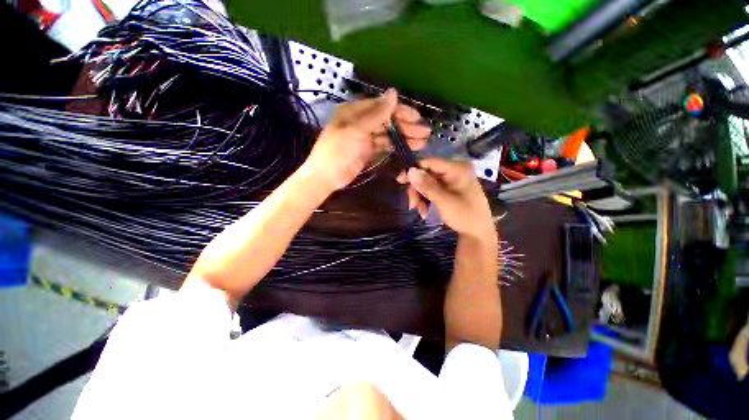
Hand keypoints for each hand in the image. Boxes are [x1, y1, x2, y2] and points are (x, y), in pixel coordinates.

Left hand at [304, 89, 429, 190]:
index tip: (418, 118)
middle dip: (406, 126)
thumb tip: (394, 92)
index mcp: (355, 111)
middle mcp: (361, 121)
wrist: (325, 177)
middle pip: (387, 120)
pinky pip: (384, 145)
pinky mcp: (367, 151)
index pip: (383, 106)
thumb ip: (376, 114)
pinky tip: (408, 148)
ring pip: (388, 134)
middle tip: (425, 133)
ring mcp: (364, 137)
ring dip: (404, 137)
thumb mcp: (355, 131)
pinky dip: (395, 146)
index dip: (401, 111)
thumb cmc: (337, 152)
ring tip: (421, 142)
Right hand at [397, 158, 494, 238]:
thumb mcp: (444, 201)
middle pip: (427, 174)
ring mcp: (452, 180)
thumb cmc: (464, 216)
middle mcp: (454, 171)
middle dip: (417, 190)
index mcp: (457, 169)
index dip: (413, 170)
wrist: (478, 233)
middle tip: (412, 205)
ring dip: (420, 197)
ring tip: (420, 211)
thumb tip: (410, 170)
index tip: (400, 181)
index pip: (430, 163)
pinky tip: (425, 211)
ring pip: (427, 183)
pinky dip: (426, 200)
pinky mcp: (449, 189)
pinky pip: (432, 190)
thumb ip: (426, 186)